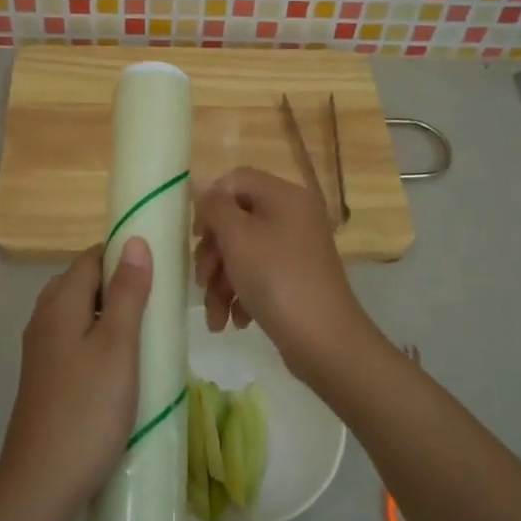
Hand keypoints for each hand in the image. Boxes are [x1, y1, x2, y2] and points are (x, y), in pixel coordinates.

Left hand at [0, 239, 152, 520]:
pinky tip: (124, 365)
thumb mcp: (118, 345)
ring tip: (148, 332)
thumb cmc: (88, 408)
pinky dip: (100, 341)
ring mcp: (42, 352)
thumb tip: (134, 240)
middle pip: (83, 283)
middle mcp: (44, 320)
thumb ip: (128, 293)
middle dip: (120, 285)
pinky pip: (75, 342)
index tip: (161, 268)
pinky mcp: (46, 379)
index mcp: (59, 303)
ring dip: (112, 315)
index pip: (91, 258)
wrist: (43, 482)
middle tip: (160, 302)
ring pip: (80, 315)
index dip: (123, 255)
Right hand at [194, 168, 379, 381]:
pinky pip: (258, 276)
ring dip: (221, 283)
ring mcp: (295, 250)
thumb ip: (215, 207)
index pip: (236, 180)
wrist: (324, 339)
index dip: (210, 203)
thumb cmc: (276, 279)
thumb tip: (203, 189)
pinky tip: (236, 321)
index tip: (197, 235)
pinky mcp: (294, 279)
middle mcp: (292, 217)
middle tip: (202, 280)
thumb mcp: (238, 237)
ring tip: (216, 316)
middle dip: (212, 254)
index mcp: (284, 196)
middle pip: (236, 220)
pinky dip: (241, 296)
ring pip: (242, 254)